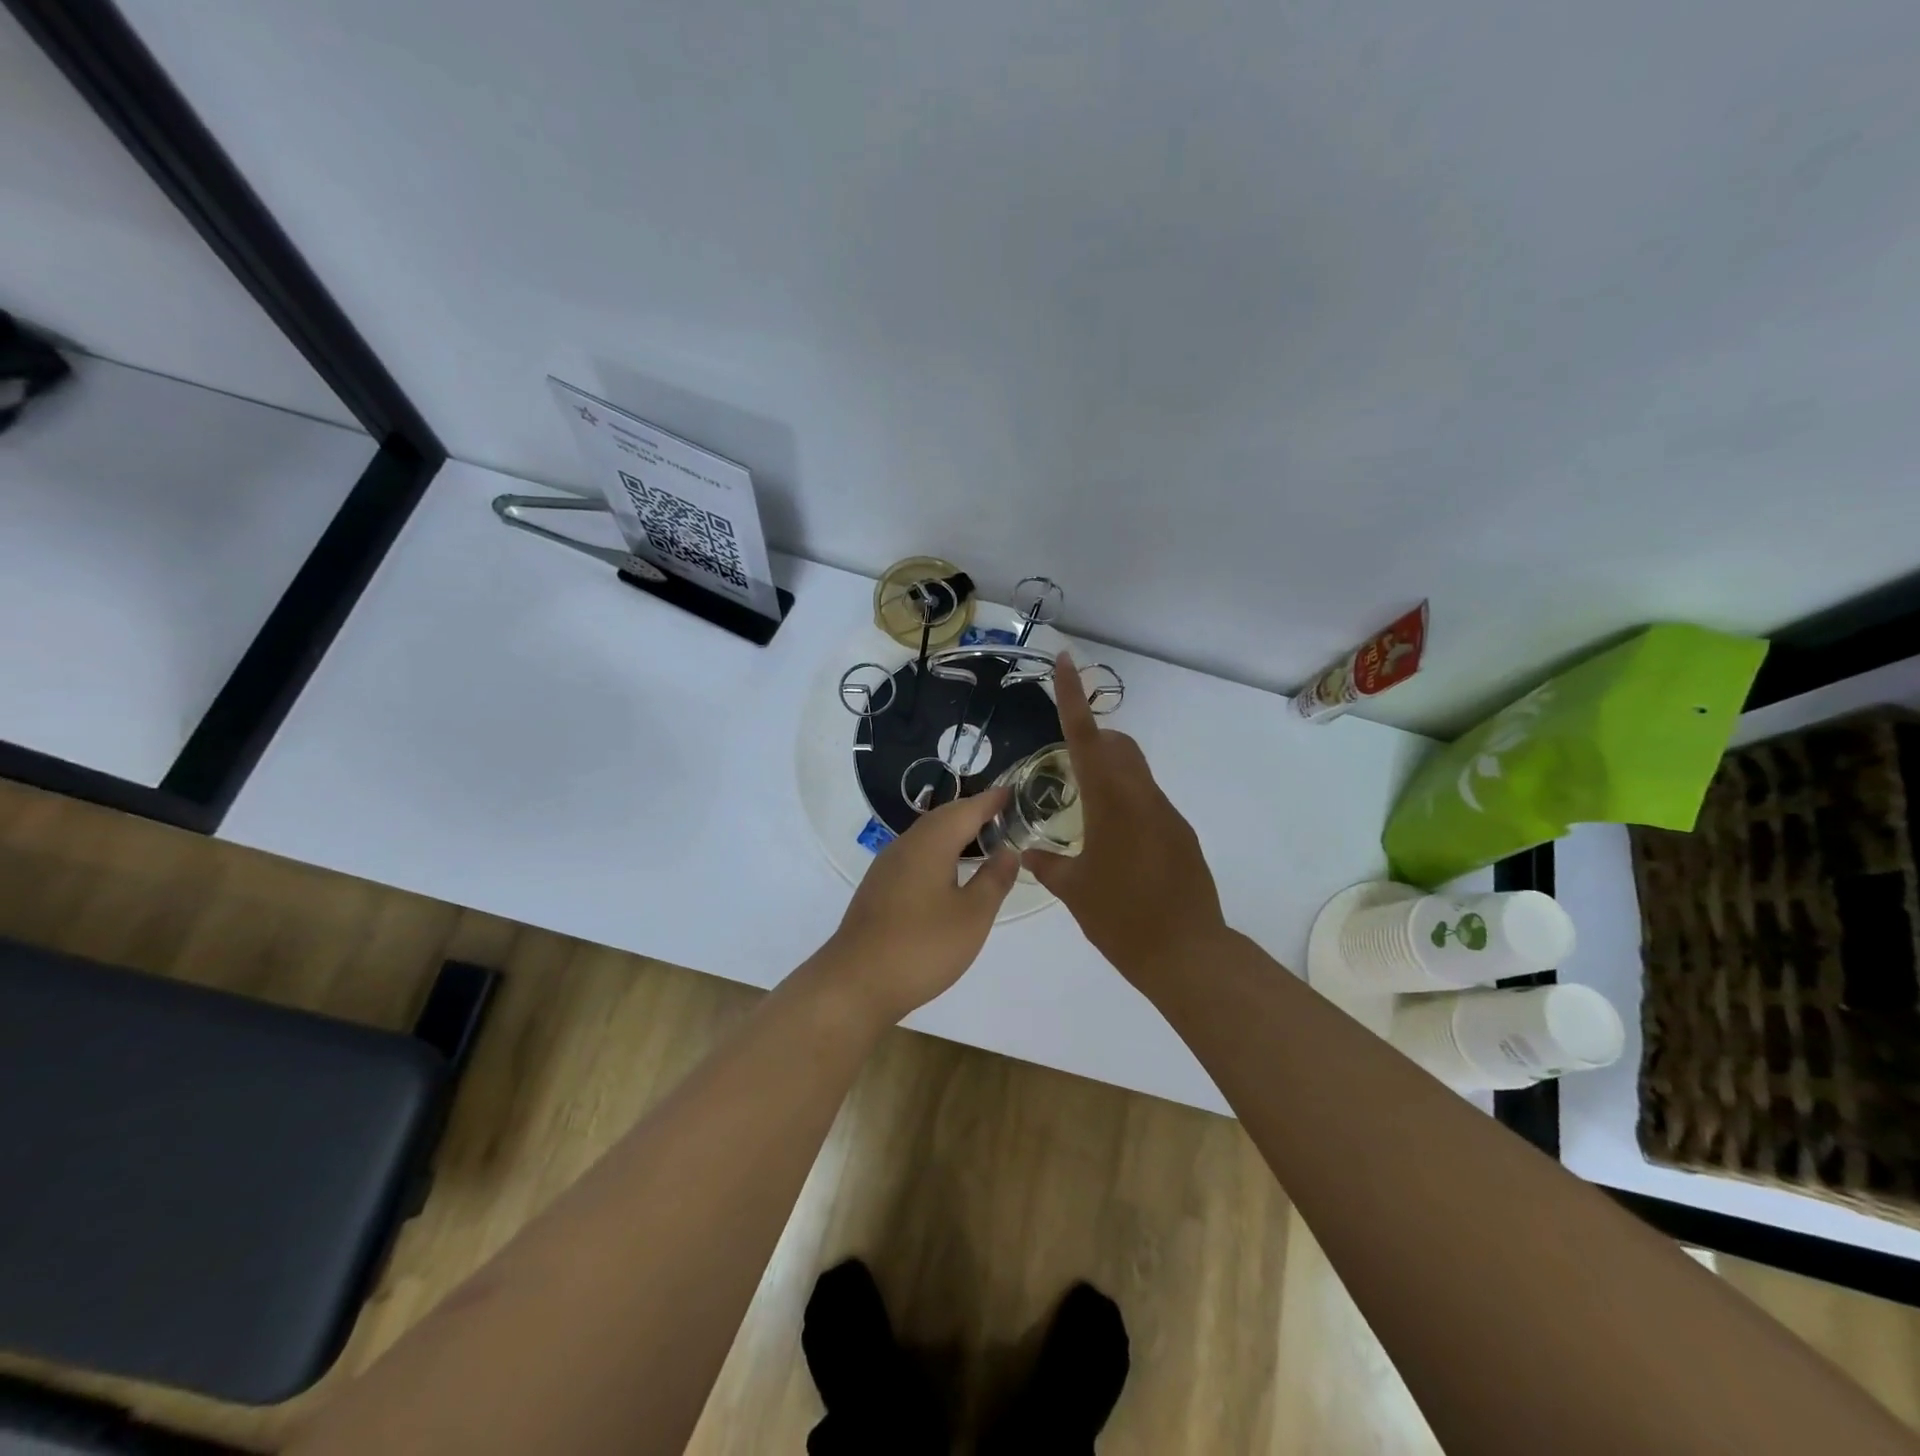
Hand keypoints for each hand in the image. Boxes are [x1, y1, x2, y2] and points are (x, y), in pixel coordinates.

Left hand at [819, 789, 1020, 1024]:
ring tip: (981, 839)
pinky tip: (949, 872)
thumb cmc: (921, 946)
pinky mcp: (878, 888)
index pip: (967, 809)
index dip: (991, 801)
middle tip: (1002, 814)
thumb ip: (994, 879)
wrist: (856, 983)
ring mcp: (887, 867)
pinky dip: (939, 851)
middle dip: (972, 812)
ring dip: (954, 832)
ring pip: (926, 836)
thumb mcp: (972, 916)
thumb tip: (1009, 850)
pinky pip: (915, 855)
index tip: (1014, 792)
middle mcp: (905, 845)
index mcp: (930, 844)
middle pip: (943, 818)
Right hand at [1023, 652, 1228, 982]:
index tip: (1065, 661)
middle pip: (1119, 746)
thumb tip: (1030, 853)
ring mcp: (1168, 815)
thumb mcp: (1074, 891)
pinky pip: (1149, 803)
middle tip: (1066, 762)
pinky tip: (1115, 845)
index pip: (1086, 737)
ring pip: (1137, 774)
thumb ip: (1049, 865)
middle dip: (1094, 739)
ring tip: (1087, 811)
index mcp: (1111, 801)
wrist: (1186, 954)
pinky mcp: (1182, 836)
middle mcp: (1143, 797)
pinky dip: (1127, 805)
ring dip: (1112, 775)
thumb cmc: (1121, 918)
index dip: (1072, 697)